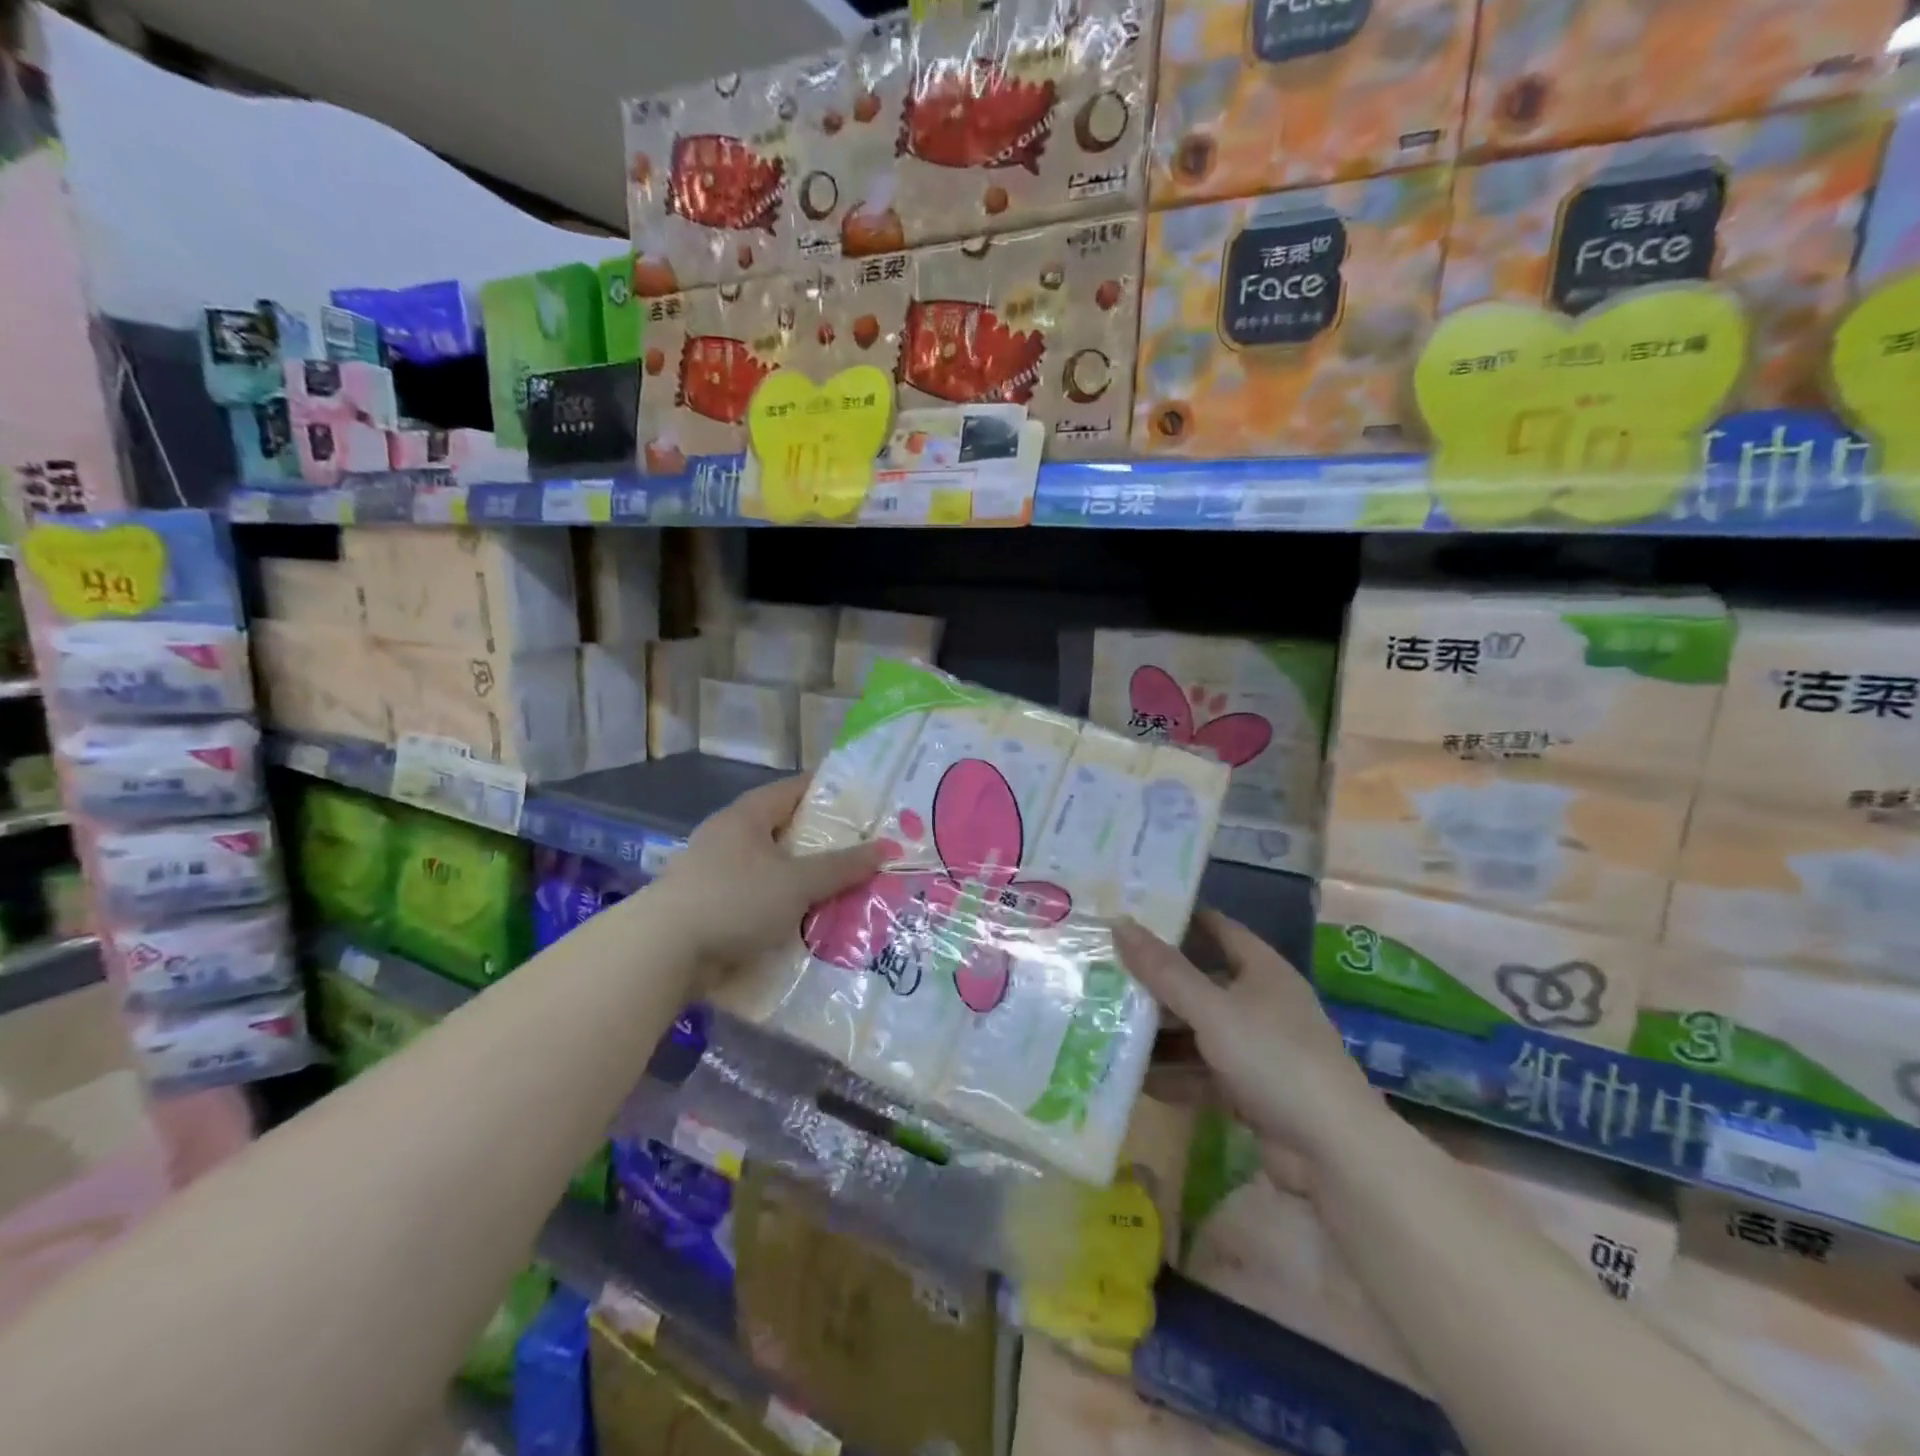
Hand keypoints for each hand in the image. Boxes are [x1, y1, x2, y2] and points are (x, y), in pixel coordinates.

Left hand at [659, 777, 888, 969]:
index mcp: (748, 816)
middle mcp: (730, 836)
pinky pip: (761, 899)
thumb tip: (889, 848)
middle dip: (826, 843)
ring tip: (849, 889)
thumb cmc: (734, 900)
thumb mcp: (797, 882)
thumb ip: (843, 866)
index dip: (832, 792)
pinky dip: (786, 906)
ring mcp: (717, 872)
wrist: (663, 953)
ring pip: (775, 869)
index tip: (868, 803)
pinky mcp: (712, 907)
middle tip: (868, 851)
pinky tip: (813, 921)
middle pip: (788, 831)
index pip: (796, 789)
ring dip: (807, 880)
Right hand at [1115, 909, 1383, 1169]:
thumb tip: (1119, 922)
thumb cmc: (1273, 1058)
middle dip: (1158, 982)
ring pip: (1200, 1031)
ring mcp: (1259, 1050)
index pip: (1217, 928)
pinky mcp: (1253, 1091)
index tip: (1133, 914)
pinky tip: (1136, 1079)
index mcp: (1263, 970)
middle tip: (1107, 971)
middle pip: (1202, 982)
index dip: (1179, 918)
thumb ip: (1164, 970)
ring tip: (1109, 1024)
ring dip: (1161, 1033)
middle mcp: (1262, 1003)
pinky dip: (1175, 1075)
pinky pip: (1204, 1073)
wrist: (1334, 1152)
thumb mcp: (1212, 1009)